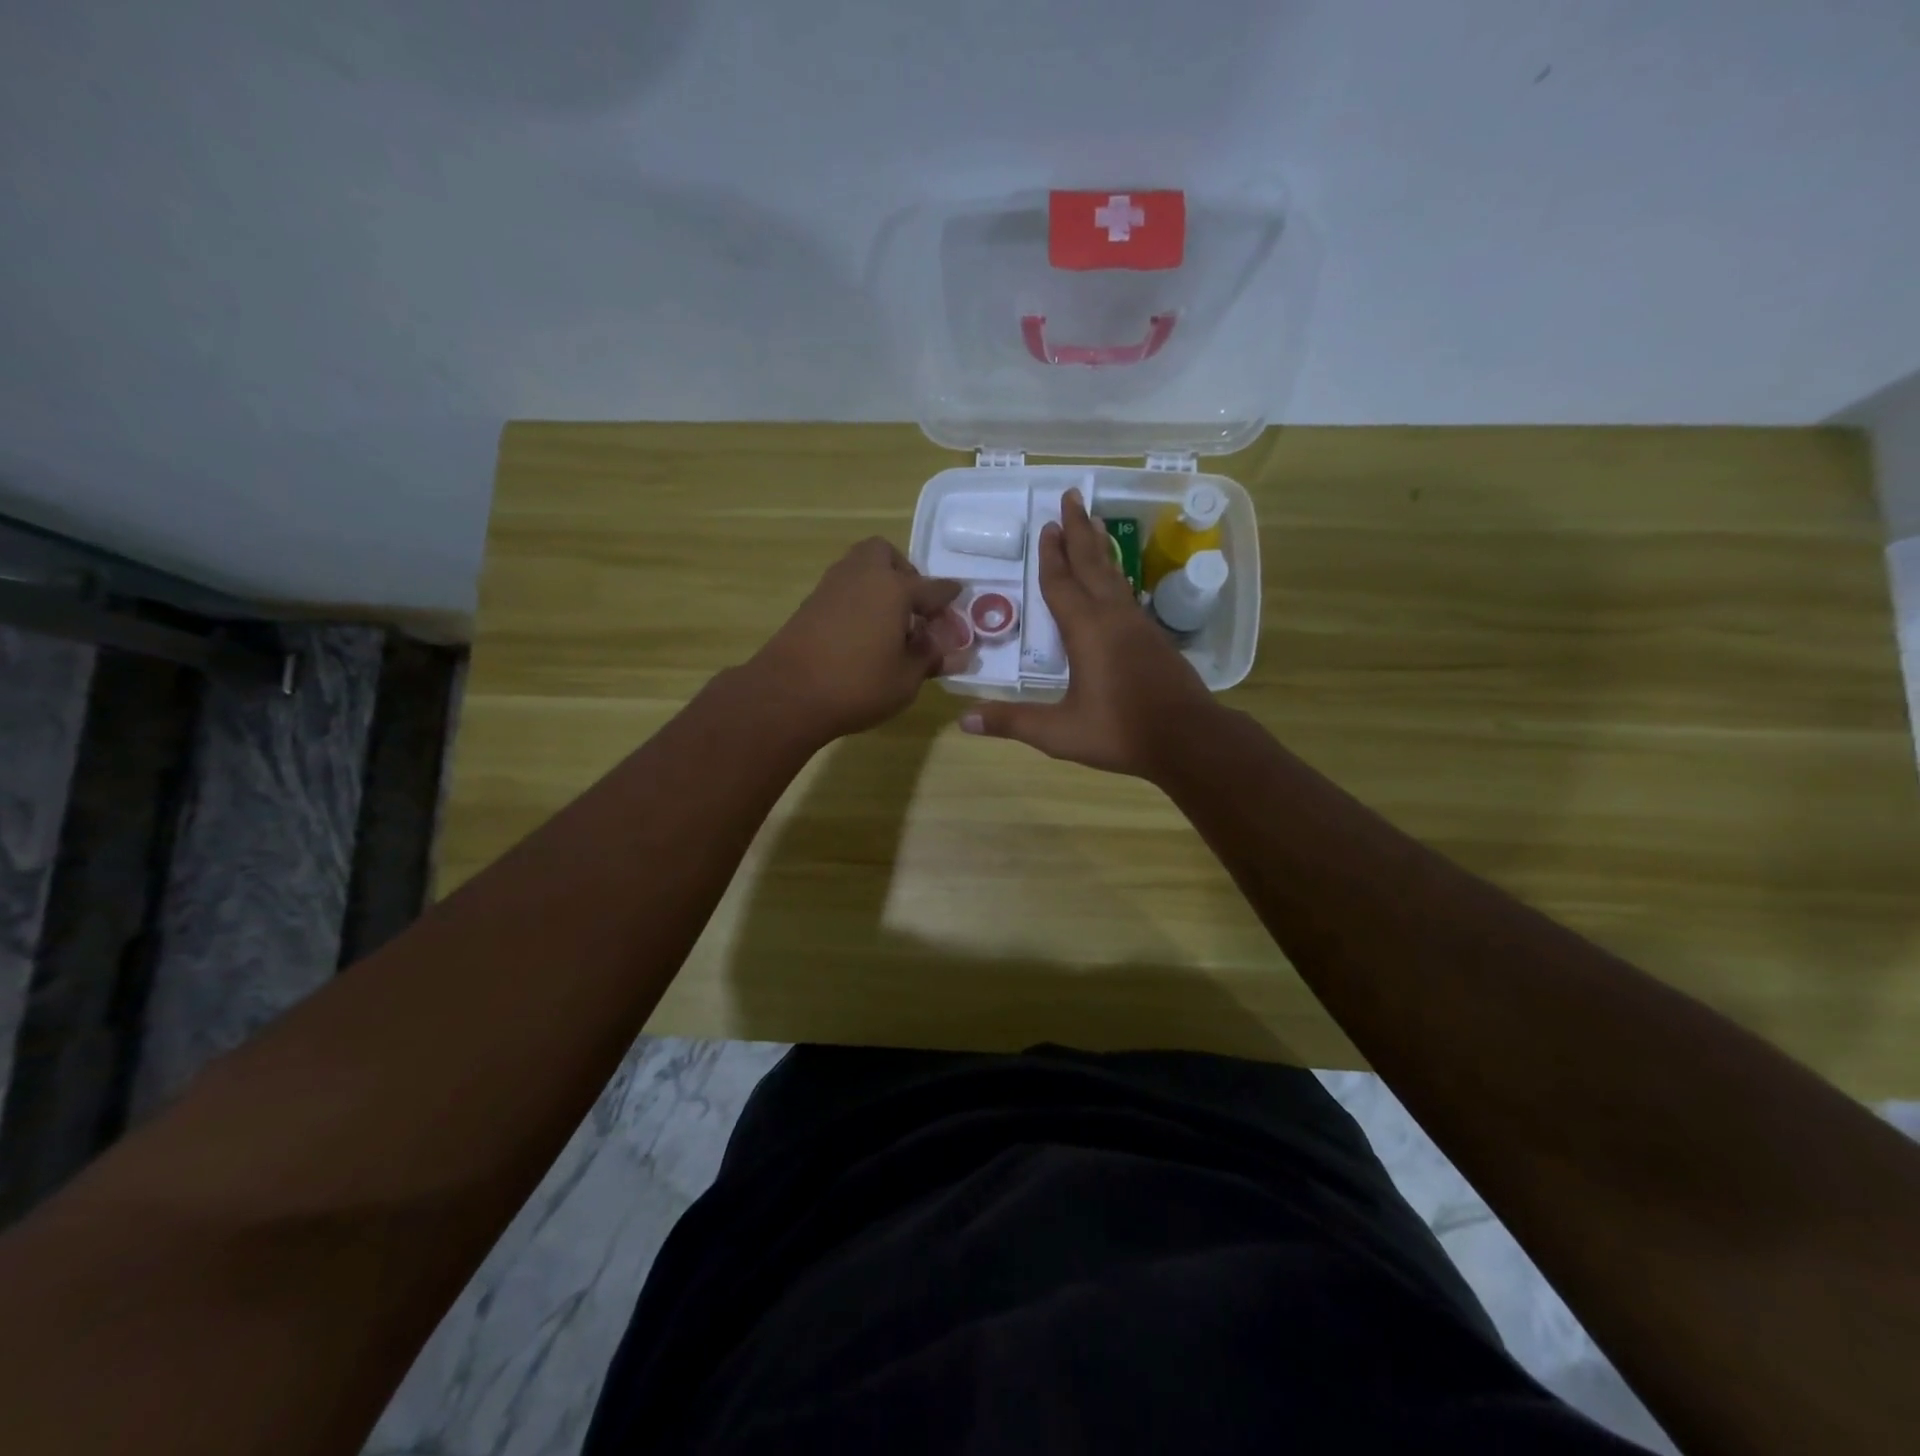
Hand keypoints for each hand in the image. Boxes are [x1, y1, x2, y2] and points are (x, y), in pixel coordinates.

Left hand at [747, 537, 968, 743]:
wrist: (787, 694)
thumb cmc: (858, 685)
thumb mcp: (906, 679)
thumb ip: (931, 659)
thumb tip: (954, 654)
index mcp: (894, 588)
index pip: (933, 588)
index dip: (949, 598)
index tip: (959, 601)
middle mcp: (863, 576)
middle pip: (886, 555)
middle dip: (904, 573)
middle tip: (913, 607)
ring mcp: (832, 587)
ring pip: (860, 568)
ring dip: (878, 585)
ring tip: (890, 622)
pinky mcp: (810, 604)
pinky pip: (844, 589)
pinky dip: (858, 600)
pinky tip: (863, 632)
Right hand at [959, 490, 1219, 777]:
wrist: (1188, 739)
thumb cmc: (1120, 732)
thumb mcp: (1059, 732)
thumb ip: (1013, 722)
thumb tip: (965, 720)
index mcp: (1086, 631)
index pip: (1062, 584)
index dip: (1050, 556)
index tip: (1046, 525)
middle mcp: (1113, 617)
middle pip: (1092, 564)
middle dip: (1078, 530)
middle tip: (1071, 497)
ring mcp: (1138, 625)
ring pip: (1114, 575)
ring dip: (1100, 547)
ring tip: (1094, 523)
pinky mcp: (1154, 637)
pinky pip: (1127, 594)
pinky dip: (1116, 575)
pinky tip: (1116, 579)